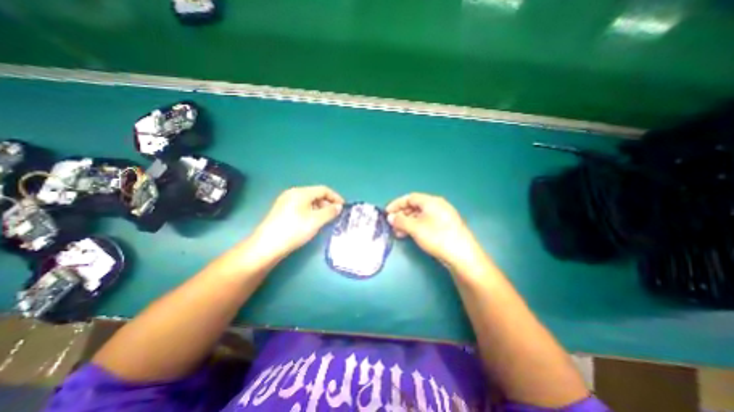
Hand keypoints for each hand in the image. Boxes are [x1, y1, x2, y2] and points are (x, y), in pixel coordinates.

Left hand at [251, 186, 346, 260]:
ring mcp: (286, 202)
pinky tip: (312, 222)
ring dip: (320, 208)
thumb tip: (339, 207)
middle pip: (315, 194)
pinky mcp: (282, 211)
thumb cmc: (294, 230)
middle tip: (334, 215)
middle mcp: (293, 193)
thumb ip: (330, 212)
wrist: (267, 246)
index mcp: (301, 192)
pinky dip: (311, 212)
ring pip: (308, 201)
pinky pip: (301, 207)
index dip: (335, 197)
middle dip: (327, 203)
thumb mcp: (316, 221)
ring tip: (325, 220)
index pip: (323, 189)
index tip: (343, 207)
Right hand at [386, 193, 485, 269]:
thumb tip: (390, 217)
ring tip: (398, 232)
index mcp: (431, 201)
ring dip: (407, 222)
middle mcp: (437, 206)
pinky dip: (415, 227)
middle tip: (391, 224)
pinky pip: (425, 223)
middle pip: (414, 206)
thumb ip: (400, 221)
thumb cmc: (437, 237)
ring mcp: (441, 217)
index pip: (410, 198)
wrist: (462, 255)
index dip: (396, 204)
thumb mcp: (415, 228)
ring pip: (419, 216)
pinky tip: (408, 235)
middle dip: (401, 214)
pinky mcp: (444, 227)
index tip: (387, 212)